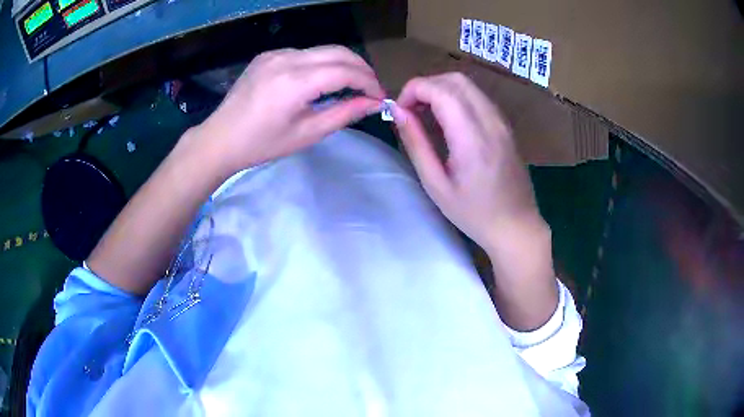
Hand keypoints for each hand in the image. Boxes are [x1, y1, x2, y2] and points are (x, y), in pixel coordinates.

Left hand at [193, 45, 384, 177]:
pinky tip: (320, 81)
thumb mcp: (306, 134)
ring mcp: (275, 54)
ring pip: (322, 50)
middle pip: (338, 51)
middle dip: (361, 68)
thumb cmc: (261, 144)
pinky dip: (320, 63)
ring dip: (342, 64)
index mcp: (295, 81)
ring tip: (350, 85)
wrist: (220, 139)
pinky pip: (304, 53)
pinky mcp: (267, 55)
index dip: (368, 82)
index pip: (345, 70)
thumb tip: (373, 103)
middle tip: (370, 88)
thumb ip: (343, 114)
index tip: (379, 97)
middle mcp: (286, 58)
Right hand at [392, 73, 542, 255]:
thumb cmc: (474, 214)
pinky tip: (449, 121)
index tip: (400, 110)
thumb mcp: (436, 185)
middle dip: (426, 86)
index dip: (413, 90)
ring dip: (441, 90)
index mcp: (472, 138)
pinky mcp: (506, 125)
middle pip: (455, 80)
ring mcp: (502, 121)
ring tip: (427, 116)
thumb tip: (398, 112)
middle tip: (412, 111)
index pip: (440, 90)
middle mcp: (491, 121)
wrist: (516, 226)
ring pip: (468, 85)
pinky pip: (478, 97)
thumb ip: (416, 143)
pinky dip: (457, 98)